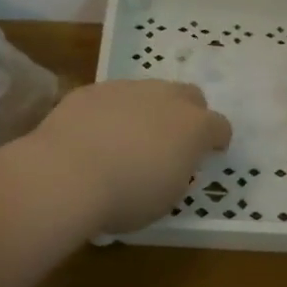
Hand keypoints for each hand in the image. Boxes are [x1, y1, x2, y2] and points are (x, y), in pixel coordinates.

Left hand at [25, 79, 232, 235]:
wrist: (66, 174)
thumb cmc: (127, 197)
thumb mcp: (166, 198)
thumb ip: (177, 174)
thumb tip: (170, 165)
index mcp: (193, 127)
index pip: (220, 126)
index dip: (217, 140)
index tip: (210, 153)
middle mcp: (165, 98)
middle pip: (190, 95)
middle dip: (188, 114)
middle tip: (174, 139)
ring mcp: (127, 88)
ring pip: (149, 91)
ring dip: (149, 110)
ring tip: (130, 137)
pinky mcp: (93, 90)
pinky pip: (112, 97)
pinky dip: (112, 112)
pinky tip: (96, 135)